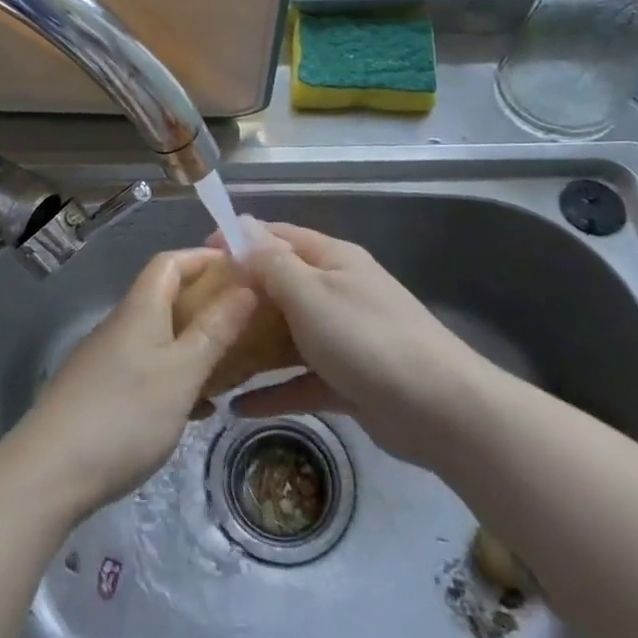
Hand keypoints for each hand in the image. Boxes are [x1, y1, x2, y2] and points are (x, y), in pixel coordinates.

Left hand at [13, 248, 255, 517]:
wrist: (49, 473)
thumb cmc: (125, 415)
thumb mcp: (182, 373)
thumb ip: (215, 330)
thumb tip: (246, 286)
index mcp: (139, 309)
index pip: (170, 262)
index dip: (203, 257)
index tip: (241, 268)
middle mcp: (120, 325)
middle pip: (164, 297)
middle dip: (205, 303)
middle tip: (246, 321)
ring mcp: (106, 359)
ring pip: (158, 337)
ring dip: (193, 343)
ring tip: (230, 365)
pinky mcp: (99, 392)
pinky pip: (146, 369)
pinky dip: (175, 376)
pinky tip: (196, 408)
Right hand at [223, 221, 476, 468]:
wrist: (440, 410)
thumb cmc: (367, 339)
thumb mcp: (311, 294)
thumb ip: (272, 263)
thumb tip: (241, 228)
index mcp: (332, 261)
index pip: (278, 237)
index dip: (239, 241)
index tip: (200, 256)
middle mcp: (337, 293)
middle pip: (280, 288)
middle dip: (241, 298)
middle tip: (197, 313)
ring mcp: (344, 339)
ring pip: (288, 337)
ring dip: (253, 347)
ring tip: (211, 359)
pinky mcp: (348, 382)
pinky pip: (301, 381)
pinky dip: (274, 392)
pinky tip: (238, 408)